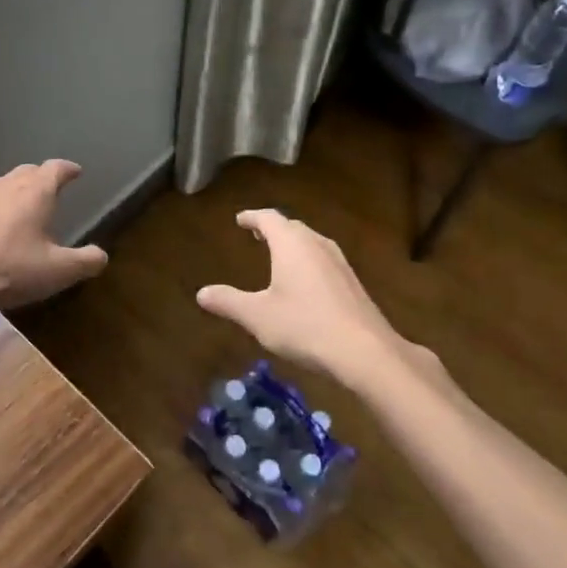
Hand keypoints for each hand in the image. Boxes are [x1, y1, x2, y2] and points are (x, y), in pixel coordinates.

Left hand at [0, 160, 107, 313]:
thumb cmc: (6, 269)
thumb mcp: (56, 272)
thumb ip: (85, 262)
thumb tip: (101, 255)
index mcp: (35, 193)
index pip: (55, 169)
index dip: (68, 169)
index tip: (76, 172)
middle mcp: (6, 188)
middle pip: (28, 171)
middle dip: (42, 176)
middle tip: (53, 188)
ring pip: (4, 185)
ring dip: (18, 190)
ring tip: (27, 207)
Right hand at [196, 210, 407, 387]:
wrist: (365, 351)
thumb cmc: (304, 326)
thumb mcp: (258, 316)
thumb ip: (228, 302)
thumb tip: (201, 293)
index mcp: (292, 244)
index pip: (269, 218)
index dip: (252, 217)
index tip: (240, 219)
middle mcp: (317, 244)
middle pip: (292, 227)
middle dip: (273, 229)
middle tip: (256, 234)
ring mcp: (339, 262)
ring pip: (311, 242)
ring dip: (292, 244)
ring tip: (279, 254)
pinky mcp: (352, 282)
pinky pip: (323, 260)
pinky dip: (307, 260)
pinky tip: (305, 282)